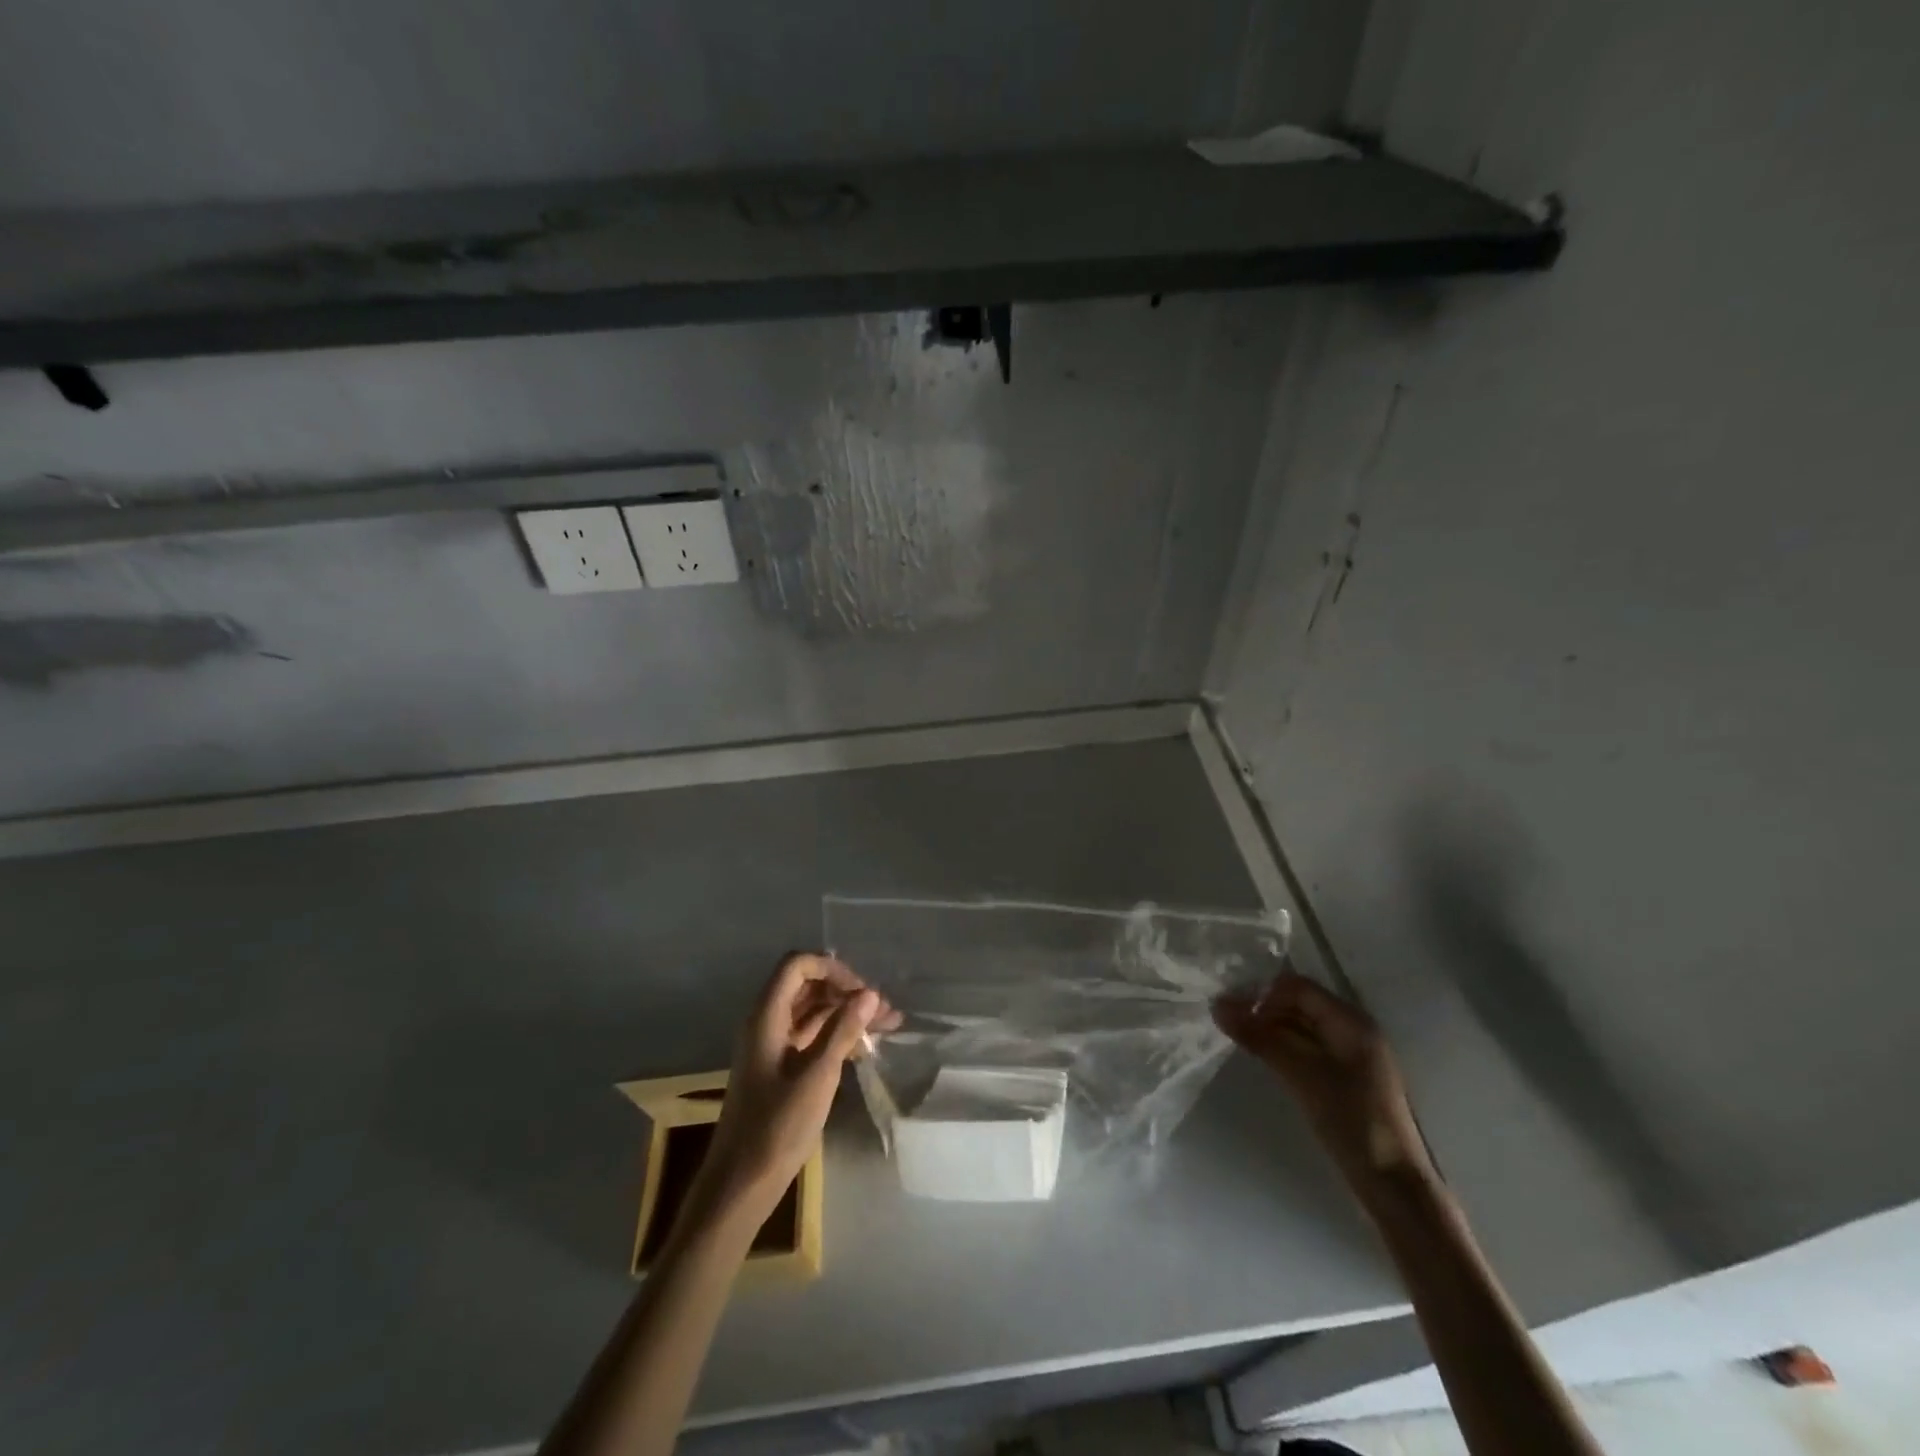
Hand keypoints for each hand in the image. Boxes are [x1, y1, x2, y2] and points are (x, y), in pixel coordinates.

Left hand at [693, 954, 898, 1220]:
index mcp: (766, 1016)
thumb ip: (844, 1030)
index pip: (797, 966)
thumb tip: (870, 994)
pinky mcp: (779, 1067)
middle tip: (884, 1010)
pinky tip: (866, 1047)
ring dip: (847, 1013)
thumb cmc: (777, 1126)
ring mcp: (772, 1045)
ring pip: (812, 1011)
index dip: (832, 969)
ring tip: (888, 1024)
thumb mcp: (818, 1075)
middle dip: (846, 990)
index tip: (862, 991)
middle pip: (807, 986)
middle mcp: (766, 1022)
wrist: (741, 1184)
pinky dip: (837, 1035)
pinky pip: (810, 1036)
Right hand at [1214, 972, 1434, 1200]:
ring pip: (1301, 1027)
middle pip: (1299, 1003)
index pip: (1296, 987)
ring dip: (1270, 1029)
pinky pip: (1308, 1048)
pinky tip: (1265, 1060)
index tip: (1231, 1012)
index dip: (1262, 993)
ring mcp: (1351, 1055)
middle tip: (1229, 1027)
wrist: (1392, 1184)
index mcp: (1350, 1020)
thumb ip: (1259, 1036)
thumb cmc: (1350, 1119)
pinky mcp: (1346, 1078)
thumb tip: (1217, 1005)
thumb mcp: (1300, 1073)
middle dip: (1263, 1010)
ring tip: (1240, 1042)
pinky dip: (1284, 1048)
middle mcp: (1353, 1029)